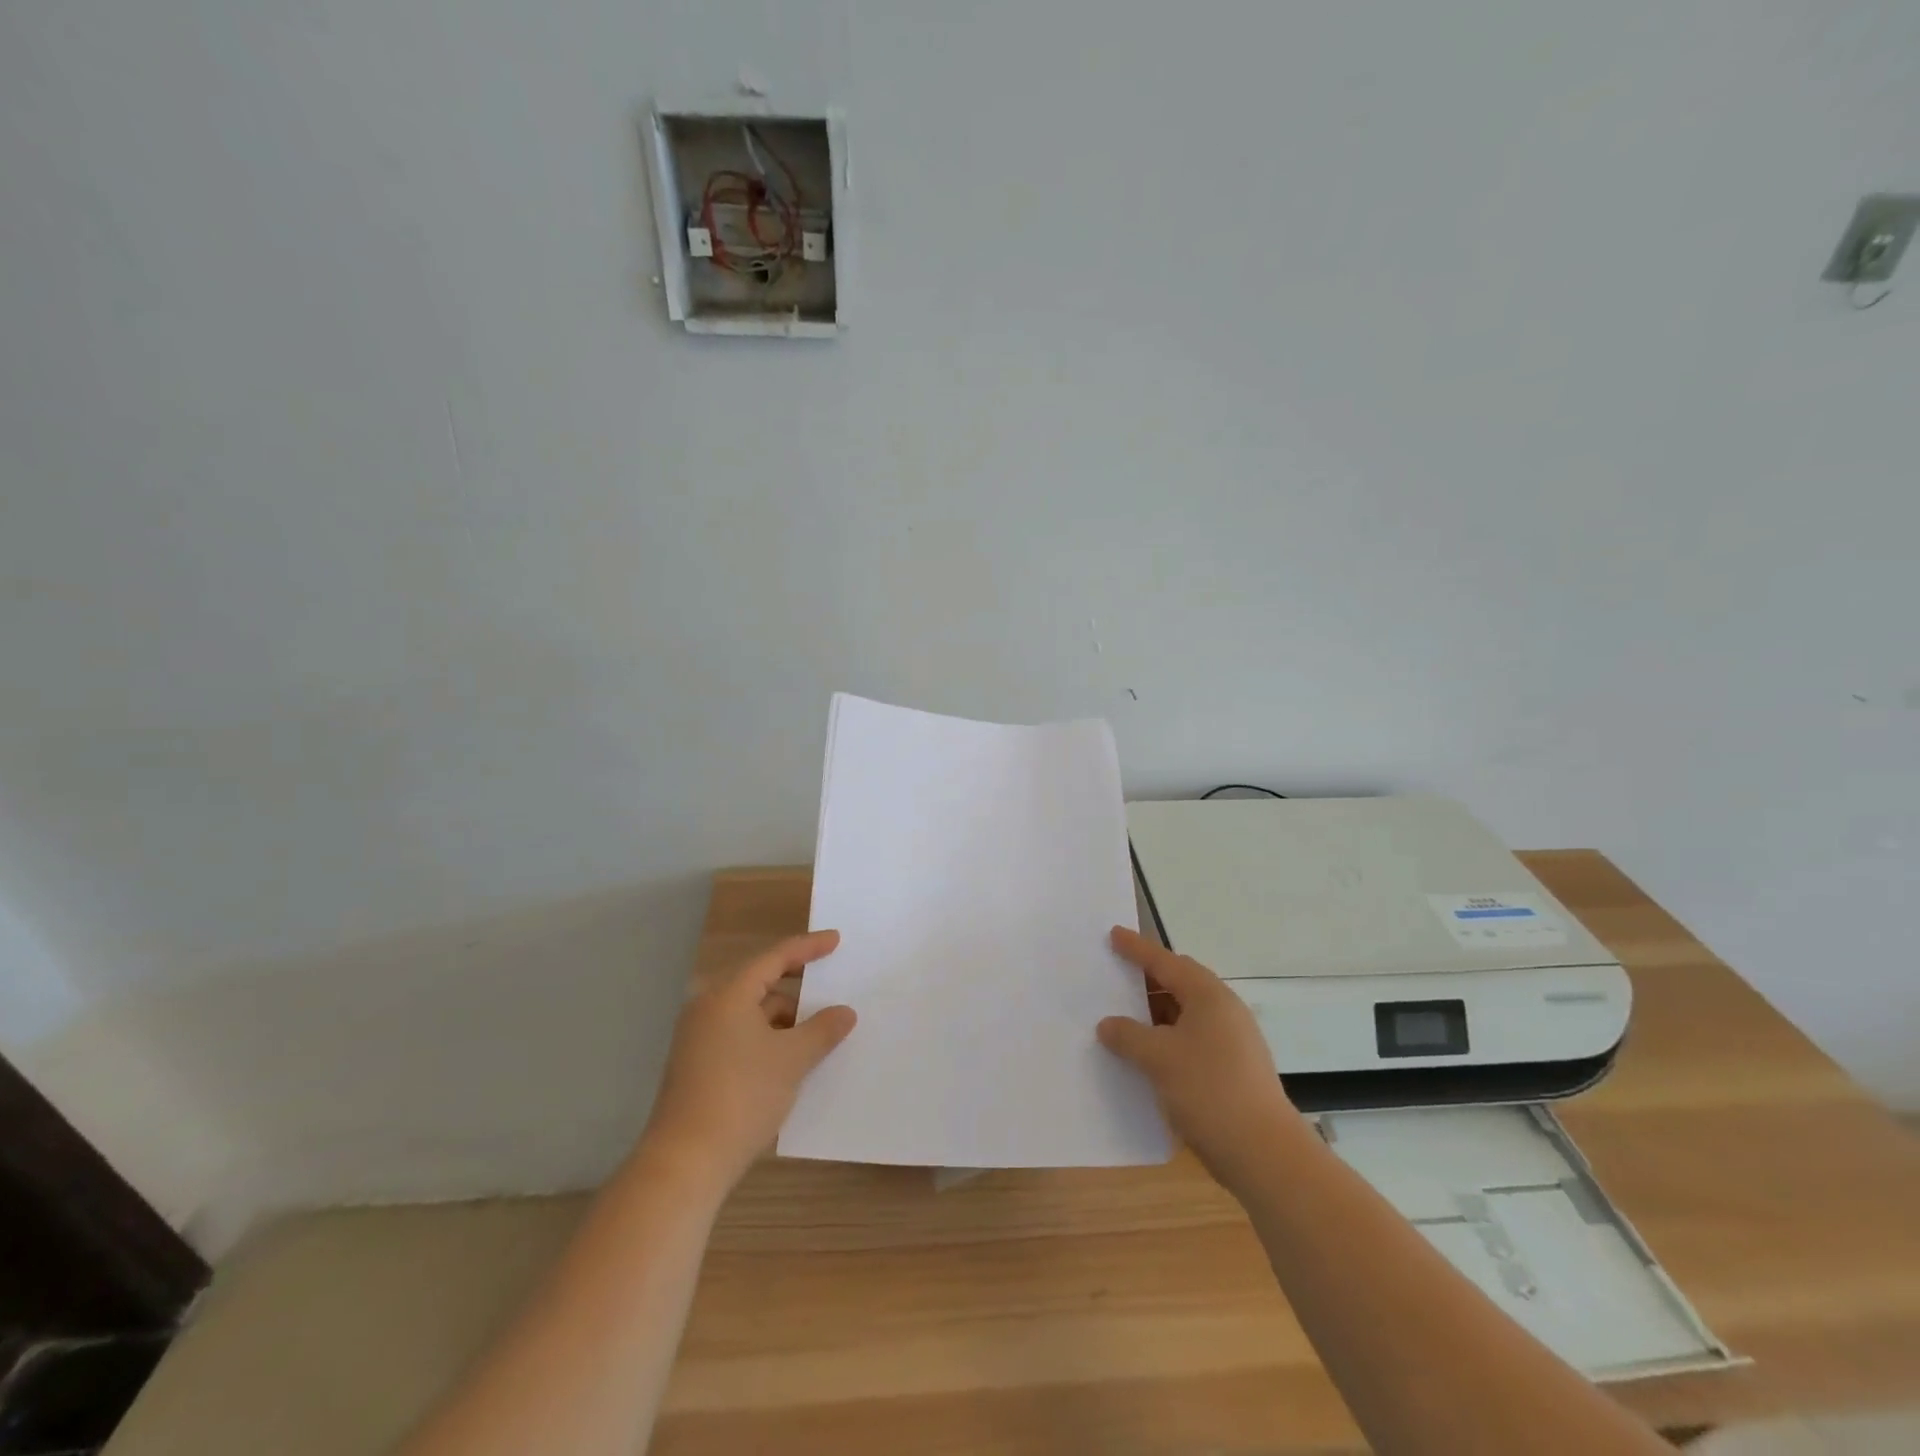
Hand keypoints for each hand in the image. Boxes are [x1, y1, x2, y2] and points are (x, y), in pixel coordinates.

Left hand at [639, 930, 856, 1193]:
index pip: (775, 957)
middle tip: (830, 989)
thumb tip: (844, 1012)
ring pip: (751, 1015)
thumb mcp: (792, 1059)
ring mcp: (698, 1039)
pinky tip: (790, 1062)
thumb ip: (822, 1029)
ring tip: (818, 1034)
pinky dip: (767, 1041)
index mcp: (728, 994)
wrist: (684, 1163)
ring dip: (784, 1021)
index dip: (808, 947)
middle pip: (761, 984)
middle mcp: (708, 1008)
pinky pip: (740, 1038)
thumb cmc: (742, 1096)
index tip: (836, 941)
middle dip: (798, 989)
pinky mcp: (696, 1067)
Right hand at [1097, 926, 1306, 1188]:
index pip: (1166, 961)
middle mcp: (1224, 1011)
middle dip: (1147, 980)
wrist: (1264, 1154)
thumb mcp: (1158, 1058)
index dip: (1137, 948)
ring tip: (1123, 1020)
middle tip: (1115, 977)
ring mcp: (1233, 1042)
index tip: (1114, 934)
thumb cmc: (1209, 1090)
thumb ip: (1128, 1035)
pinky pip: (1192, 1041)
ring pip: (1185, 1015)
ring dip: (1155, 1015)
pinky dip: (1167, 1040)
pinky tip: (1146, 1057)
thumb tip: (1108, 1024)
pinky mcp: (1233, 1070)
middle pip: (1179, 984)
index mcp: (1208, 996)